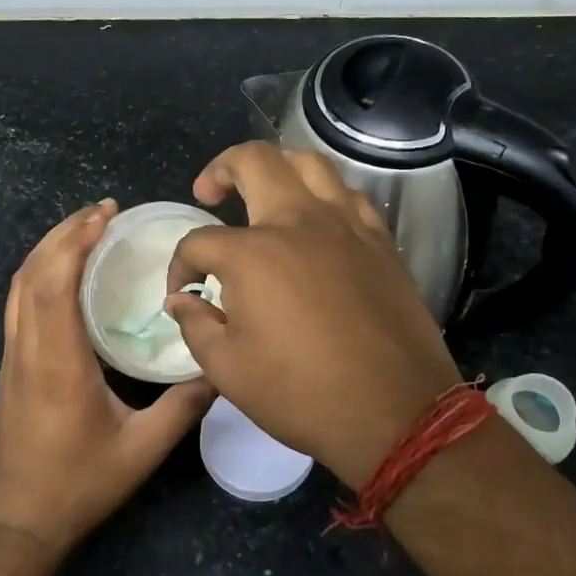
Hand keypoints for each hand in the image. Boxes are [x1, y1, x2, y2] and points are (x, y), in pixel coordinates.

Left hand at [0, 199, 214, 553]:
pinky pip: (17, 303)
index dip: (76, 241)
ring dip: (47, 250)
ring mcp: (12, 357)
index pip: (54, 283)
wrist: (15, 522)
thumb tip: (219, 368)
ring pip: (18, 286)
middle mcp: (27, 349)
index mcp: (57, 362)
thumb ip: (183, 407)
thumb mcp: (142, 451)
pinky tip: (64, 275)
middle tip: (102, 212)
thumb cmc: (77, 485)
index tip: (105, 215)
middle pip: (31, 273)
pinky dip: (38, 273)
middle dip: (63, 233)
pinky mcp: (9, 367)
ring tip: (84, 231)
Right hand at [164, 143, 461, 489]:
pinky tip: (318, 223)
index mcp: (253, 254)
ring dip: (278, 168)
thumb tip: (181, 301)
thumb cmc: (302, 394)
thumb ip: (195, 325)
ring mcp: (346, 226)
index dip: (180, 267)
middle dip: (221, 168)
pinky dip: (325, 197)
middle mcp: (299, 222)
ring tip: (265, 193)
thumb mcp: (227, 369)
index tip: (183, 295)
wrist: (394, 413)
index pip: (199, 242)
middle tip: (209, 193)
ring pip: (310, 164)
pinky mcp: (381, 241)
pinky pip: (349, 197)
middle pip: (255, 161)